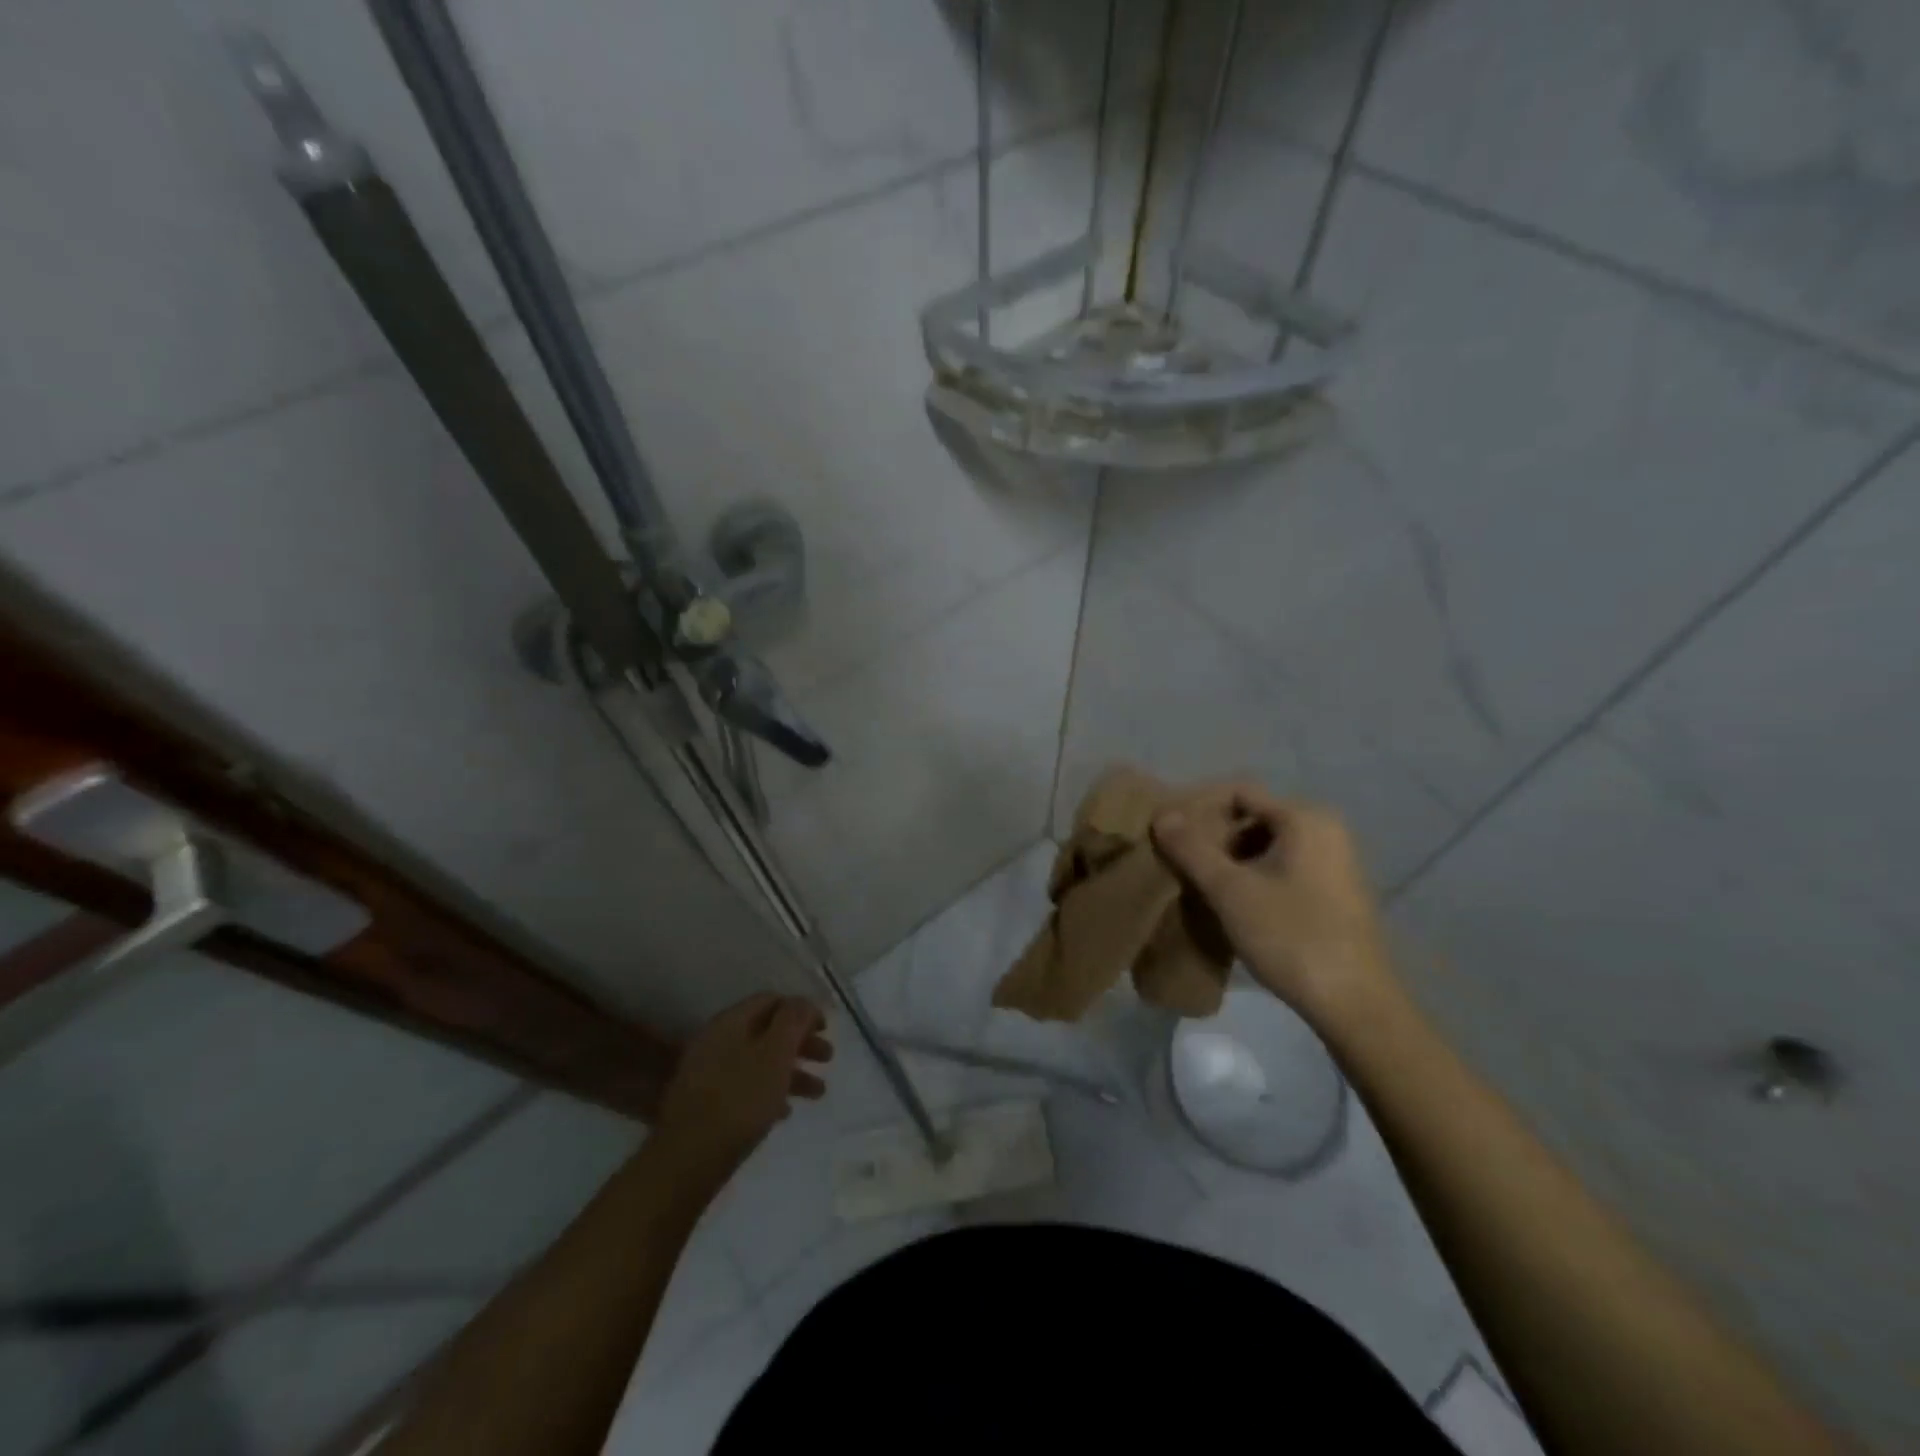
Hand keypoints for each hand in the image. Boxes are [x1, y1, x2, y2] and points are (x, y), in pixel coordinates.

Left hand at [654, 994, 831, 1180]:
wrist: (687, 1159)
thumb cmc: (740, 1099)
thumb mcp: (776, 1053)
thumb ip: (793, 1020)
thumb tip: (804, 1002)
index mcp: (731, 1021)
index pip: (772, 1000)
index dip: (802, 1010)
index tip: (826, 1029)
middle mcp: (716, 1040)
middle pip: (767, 1030)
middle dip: (801, 1042)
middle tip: (828, 1058)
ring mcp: (708, 1072)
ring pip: (758, 1061)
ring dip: (791, 1071)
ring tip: (818, 1093)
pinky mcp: (705, 1104)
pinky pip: (745, 1087)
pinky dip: (769, 1092)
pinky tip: (784, 1112)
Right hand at [1152, 785, 1395, 1028]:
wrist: (1356, 1005)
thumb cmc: (1292, 937)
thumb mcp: (1231, 891)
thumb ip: (1192, 849)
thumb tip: (1162, 815)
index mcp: (1305, 818)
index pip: (1239, 792)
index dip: (1199, 808)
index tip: (1168, 834)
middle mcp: (1325, 830)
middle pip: (1252, 817)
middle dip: (1213, 837)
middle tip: (1179, 862)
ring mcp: (1334, 862)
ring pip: (1266, 845)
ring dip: (1230, 860)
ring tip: (1199, 885)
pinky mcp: (1335, 892)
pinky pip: (1283, 867)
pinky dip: (1253, 877)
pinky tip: (1232, 904)